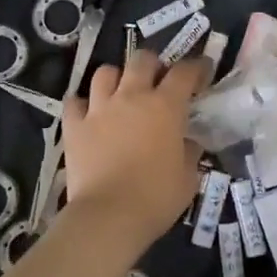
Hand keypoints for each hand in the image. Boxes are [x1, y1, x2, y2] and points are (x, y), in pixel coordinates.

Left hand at [61, 50, 209, 257]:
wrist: (108, 217)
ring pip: (105, 72)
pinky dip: (82, 104)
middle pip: (141, 59)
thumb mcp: (187, 178)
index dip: (196, 67)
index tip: (202, 71)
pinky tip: (88, 114)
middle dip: (153, 64)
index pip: (185, 72)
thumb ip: (189, 152)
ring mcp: (100, 108)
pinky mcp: (75, 125)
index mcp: (165, 106)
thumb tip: (188, 142)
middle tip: (158, 80)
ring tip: (120, 92)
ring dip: (115, 78)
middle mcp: (132, 96)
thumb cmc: (156, 198)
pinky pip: (74, 102)